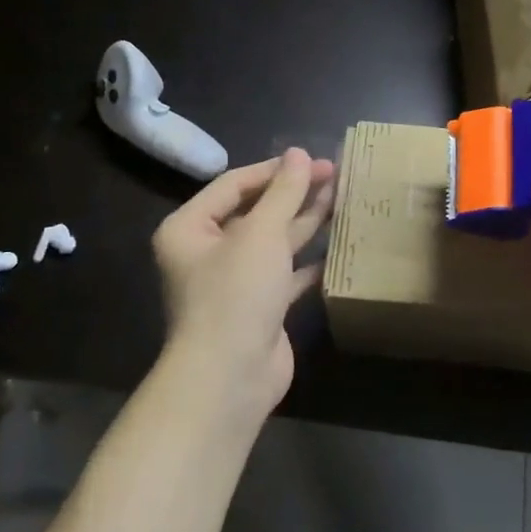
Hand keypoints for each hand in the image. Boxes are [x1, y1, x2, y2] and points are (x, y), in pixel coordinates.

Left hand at [151, 149, 335, 425]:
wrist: (230, 377)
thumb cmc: (236, 293)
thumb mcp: (261, 234)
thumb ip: (283, 192)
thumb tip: (298, 153)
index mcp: (189, 228)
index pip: (234, 184)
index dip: (274, 169)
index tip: (311, 158)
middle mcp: (207, 252)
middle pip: (255, 211)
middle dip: (293, 193)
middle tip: (333, 173)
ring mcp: (233, 282)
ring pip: (273, 242)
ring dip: (304, 221)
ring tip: (341, 197)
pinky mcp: (258, 308)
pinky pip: (285, 274)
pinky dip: (307, 261)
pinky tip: (335, 247)